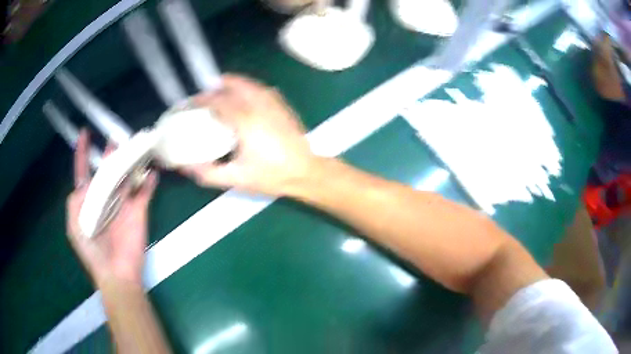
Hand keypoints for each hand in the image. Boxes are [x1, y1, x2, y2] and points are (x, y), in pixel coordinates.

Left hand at [66, 130, 157, 286]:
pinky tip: (153, 171)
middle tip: (116, 138)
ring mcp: (123, 203)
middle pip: (107, 169)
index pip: (83, 172)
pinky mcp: (138, 210)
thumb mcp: (75, 227)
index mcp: (88, 201)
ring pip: (127, 175)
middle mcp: (105, 197)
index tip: (85, 133)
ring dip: (131, 161)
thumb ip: (75, 202)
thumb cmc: (92, 252)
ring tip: (136, 144)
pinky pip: (145, 191)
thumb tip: (87, 181)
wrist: (117, 274)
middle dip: (110, 153)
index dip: (82, 153)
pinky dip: (150, 181)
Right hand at [182, 74, 319, 195]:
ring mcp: (274, 104)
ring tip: (221, 91)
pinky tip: (245, 96)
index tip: (191, 103)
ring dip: (233, 84)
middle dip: (216, 88)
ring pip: (250, 84)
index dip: (202, 99)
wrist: (305, 172)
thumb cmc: (271, 176)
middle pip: (234, 85)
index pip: (218, 101)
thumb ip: (208, 173)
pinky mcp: (283, 106)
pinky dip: (249, 88)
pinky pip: (262, 89)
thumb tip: (185, 166)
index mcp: (245, 121)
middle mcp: (259, 106)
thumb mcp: (236, 179)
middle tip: (205, 97)